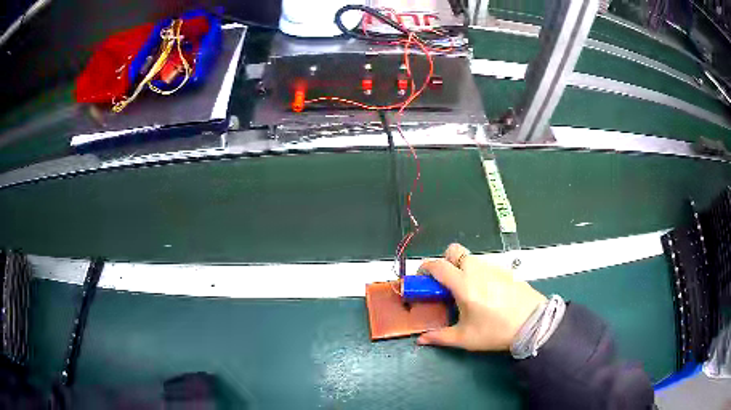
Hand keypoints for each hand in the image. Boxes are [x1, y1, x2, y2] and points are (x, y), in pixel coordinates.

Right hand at [417, 243, 546, 350]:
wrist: (533, 324)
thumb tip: (420, 340)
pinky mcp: (506, 271)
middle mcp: (477, 270)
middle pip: (454, 250)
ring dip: (462, 268)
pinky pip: (486, 266)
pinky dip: (479, 273)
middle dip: (445, 261)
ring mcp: (494, 268)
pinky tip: (487, 294)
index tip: (422, 278)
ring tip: (468, 292)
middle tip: (446, 283)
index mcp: (464, 284)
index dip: (425, 268)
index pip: (438, 265)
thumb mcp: (465, 338)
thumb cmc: (496, 331)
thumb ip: (440, 337)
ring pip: (471, 258)